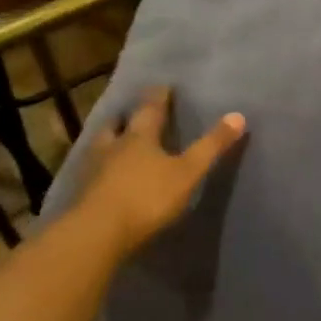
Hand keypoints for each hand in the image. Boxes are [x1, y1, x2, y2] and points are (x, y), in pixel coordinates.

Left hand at [75, 88, 246, 261]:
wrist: (97, 234)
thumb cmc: (147, 197)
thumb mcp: (188, 172)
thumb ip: (211, 146)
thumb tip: (238, 115)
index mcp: (140, 138)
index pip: (150, 110)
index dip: (158, 97)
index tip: (163, 86)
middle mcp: (113, 147)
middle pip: (117, 125)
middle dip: (126, 117)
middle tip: (130, 112)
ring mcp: (93, 170)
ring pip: (100, 146)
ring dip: (108, 140)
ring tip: (115, 140)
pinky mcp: (83, 194)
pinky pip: (92, 172)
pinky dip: (99, 168)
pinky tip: (103, 175)